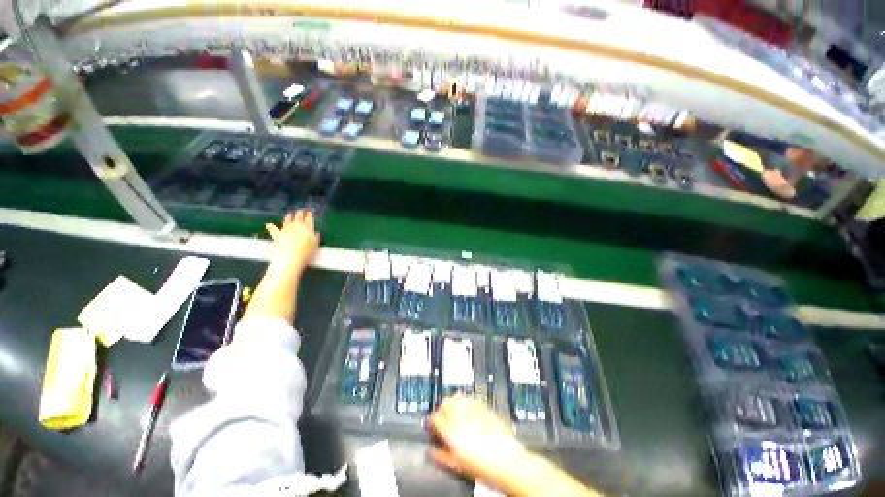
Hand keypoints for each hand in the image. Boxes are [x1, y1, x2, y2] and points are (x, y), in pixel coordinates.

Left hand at [265, 210, 319, 274]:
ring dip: (289, 217)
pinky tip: (269, 225)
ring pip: (288, 220)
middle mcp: (297, 227)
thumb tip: (316, 233)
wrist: (290, 259)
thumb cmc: (306, 254)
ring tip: (290, 214)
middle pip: (298, 218)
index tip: (309, 212)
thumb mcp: (315, 246)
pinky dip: (272, 227)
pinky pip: (274, 229)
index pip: (309, 219)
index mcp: (308, 229)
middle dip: (300, 213)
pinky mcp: (277, 235)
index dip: (309, 215)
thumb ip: (316, 238)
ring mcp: (286, 230)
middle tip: (301, 210)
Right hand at [428, 395, 526, 487]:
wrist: (507, 461)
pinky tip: (469, 412)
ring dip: (454, 403)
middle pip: (445, 403)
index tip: (433, 426)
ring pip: (457, 397)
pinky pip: (470, 398)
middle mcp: (461, 417)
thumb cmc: (482, 466)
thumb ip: (441, 455)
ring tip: (456, 413)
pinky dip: (467, 402)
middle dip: (442, 410)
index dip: (432, 422)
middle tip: (444, 419)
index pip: (435, 418)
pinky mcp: (484, 406)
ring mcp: (473, 409)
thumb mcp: (457, 465)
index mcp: (451, 432)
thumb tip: (432, 451)